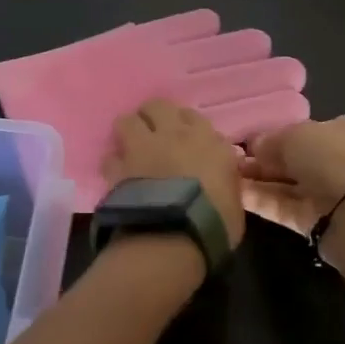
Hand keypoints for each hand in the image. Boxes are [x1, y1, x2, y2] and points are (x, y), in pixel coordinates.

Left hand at [101, 99, 246, 247]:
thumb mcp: (233, 201)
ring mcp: (142, 147)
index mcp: (207, 140)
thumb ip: (225, 180)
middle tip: (155, 135)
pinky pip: (111, 156)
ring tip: (132, 148)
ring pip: (128, 120)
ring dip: (130, 132)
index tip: (185, 138)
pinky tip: (118, 175)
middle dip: (154, 117)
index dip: (186, 125)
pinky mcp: (118, 166)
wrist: (173, 237)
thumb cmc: (213, 223)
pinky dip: (114, 164)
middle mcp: (173, 135)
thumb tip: (219, 177)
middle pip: (158, 106)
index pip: (193, 116)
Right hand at [240, 115, 344, 238]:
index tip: (248, 141)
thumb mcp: (295, 136)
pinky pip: (284, 206)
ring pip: (287, 183)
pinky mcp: (316, 221)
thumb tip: (254, 146)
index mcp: (343, 131)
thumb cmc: (331, 159)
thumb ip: (271, 140)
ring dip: (258, 180)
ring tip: (226, 176)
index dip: (275, 135)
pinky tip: (236, 194)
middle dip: (263, 160)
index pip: (304, 130)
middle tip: (232, 160)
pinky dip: (262, 200)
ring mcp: (328, 192)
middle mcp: (338, 159)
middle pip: (293, 158)